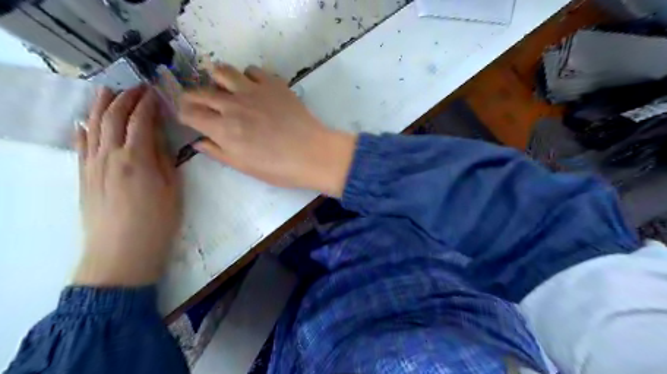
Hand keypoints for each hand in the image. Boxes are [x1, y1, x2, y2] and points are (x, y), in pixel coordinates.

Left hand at [73, 86, 179, 286]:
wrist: (122, 250)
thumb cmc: (157, 220)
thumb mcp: (172, 188)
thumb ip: (163, 158)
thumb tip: (157, 136)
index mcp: (136, 158)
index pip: (140, 121)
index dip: (147, 104)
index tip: (155, 92)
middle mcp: (110, 156)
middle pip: (114, 118)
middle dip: (125, 98)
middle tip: (136, 87)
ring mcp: (93, 165)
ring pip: (93, 127)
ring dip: (100, 107)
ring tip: (107, 91)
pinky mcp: (84, 177)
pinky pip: (80, 147)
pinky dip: (82, 131)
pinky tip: (83, 123)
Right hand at [176, 65, 353, 197]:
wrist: (313, 154)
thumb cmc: (280, 168)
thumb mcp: (245, 167)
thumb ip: (219, 152)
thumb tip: (199, 142)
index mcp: (223, 129)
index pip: (190, 113)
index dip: (184, 114)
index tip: (188, 117)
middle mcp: (233, 105)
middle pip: (200, 91)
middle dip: (192, 96)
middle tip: (199, 102)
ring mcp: (253, 90)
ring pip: (223, 71)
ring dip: (217, 79)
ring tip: (223, 88)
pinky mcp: (273, 83)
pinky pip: (252, 70)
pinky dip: (247, 76)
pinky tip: (253, 87)